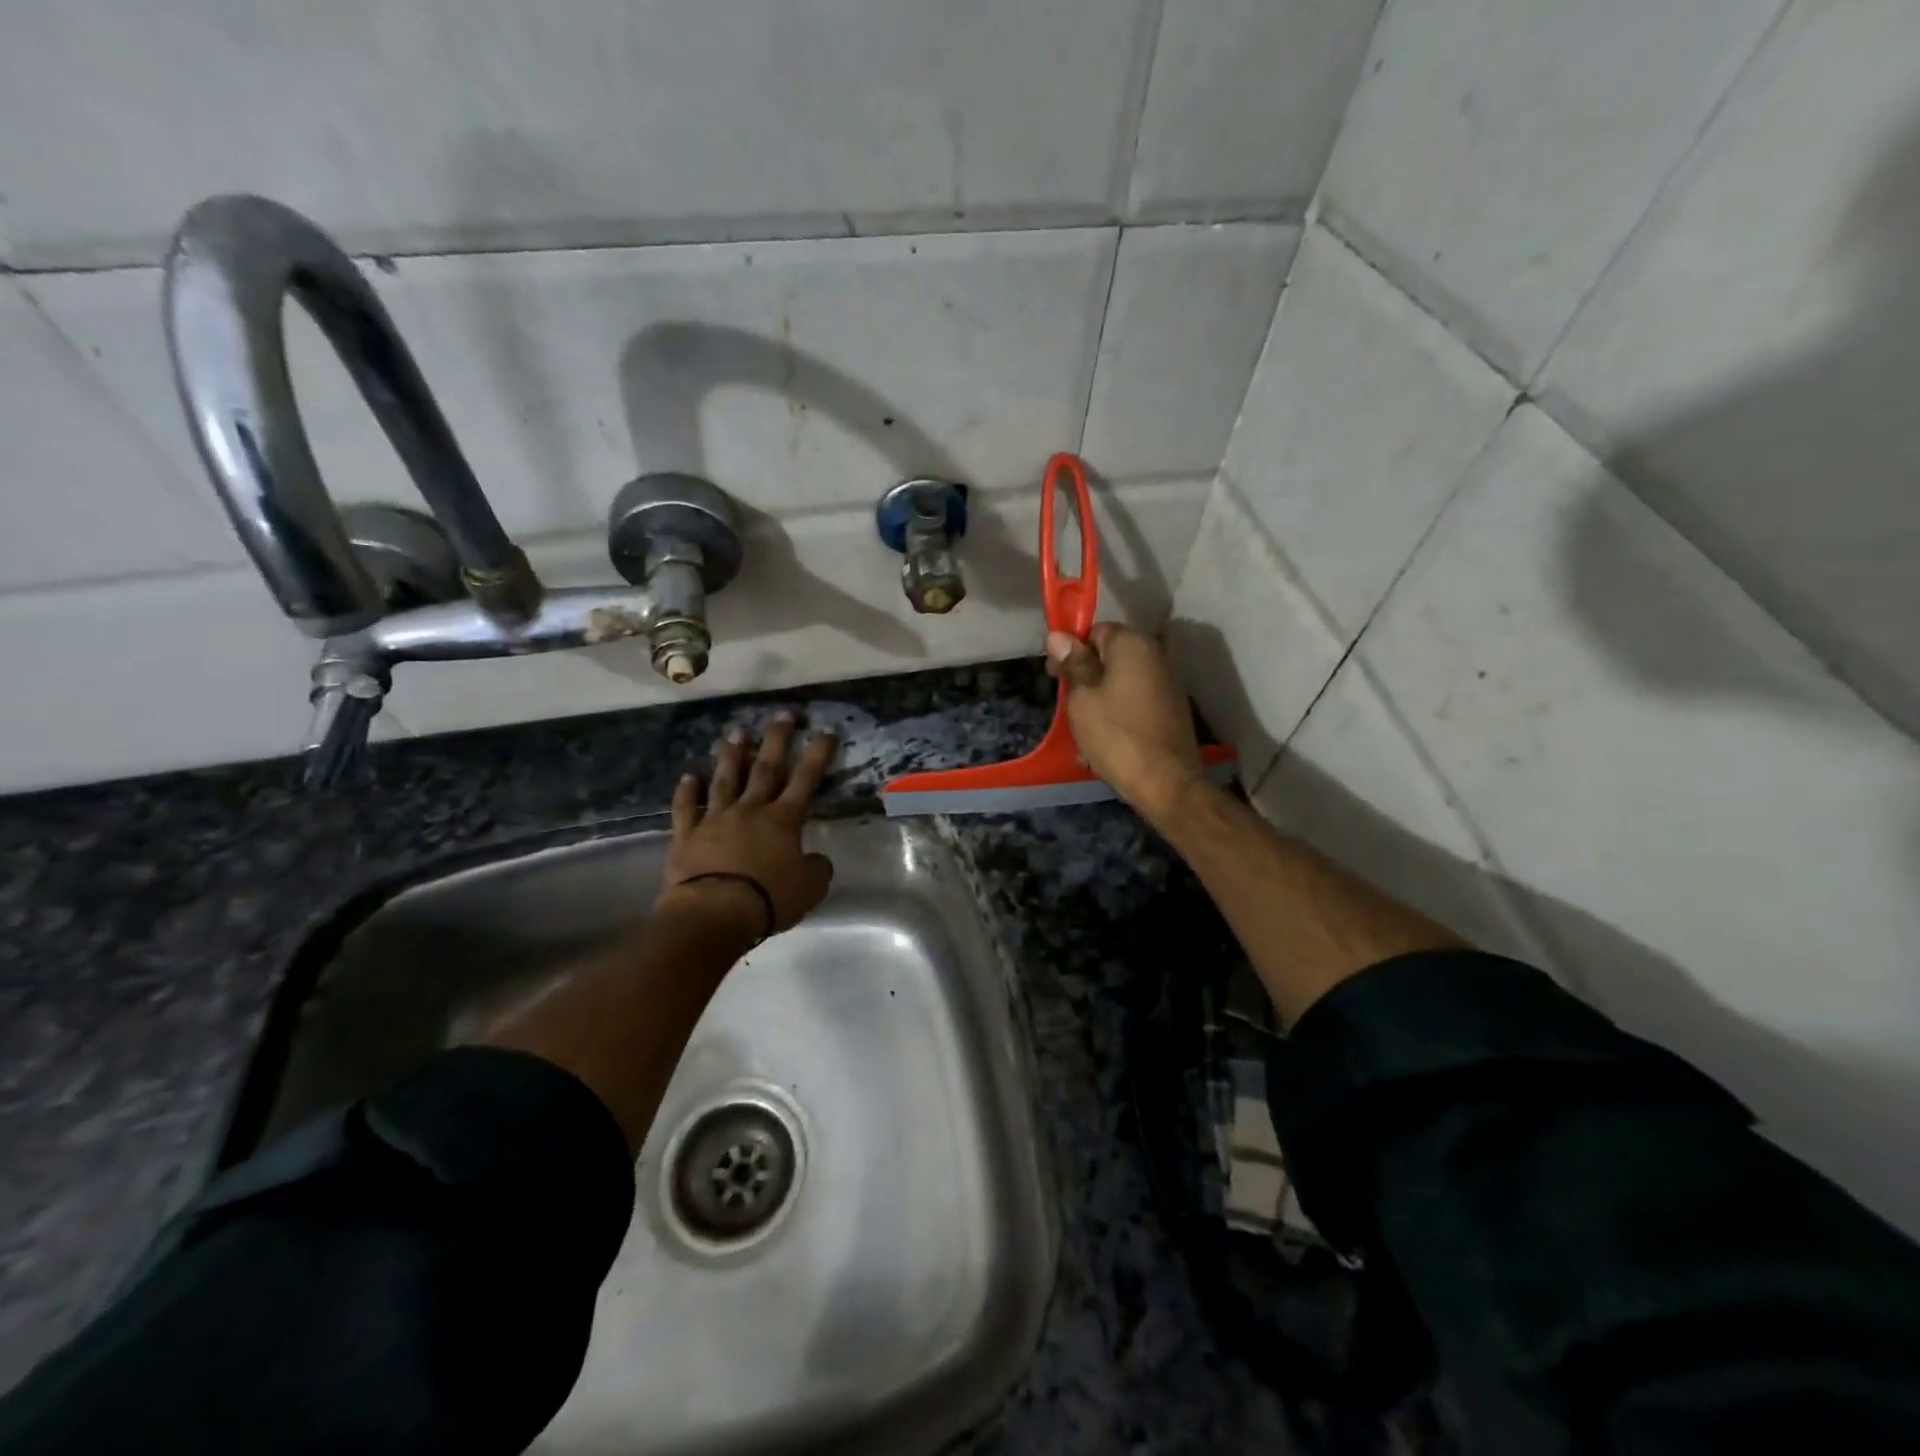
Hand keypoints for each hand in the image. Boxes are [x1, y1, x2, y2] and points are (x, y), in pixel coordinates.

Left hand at [660, 714, 836, 935]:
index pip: (806, 779)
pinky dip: (686, 791)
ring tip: (737, 732)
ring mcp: (716, 819)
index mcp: (783, 820)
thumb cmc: (768, 898)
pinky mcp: (687, 835)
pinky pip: (686, 808)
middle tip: (782, 714)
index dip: (817, 754)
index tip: (825, 730)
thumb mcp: (810, 888)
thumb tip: (816, 859)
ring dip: (732, 755)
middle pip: (765, 768)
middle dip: (776, 740)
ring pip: (725, 780)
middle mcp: (750, 810)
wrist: (714, 912)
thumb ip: (817, 868)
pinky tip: (688, 775)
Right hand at [1046, 623, 1205, 823]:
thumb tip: (1058, 636)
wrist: (1166, 782)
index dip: (1070, 651)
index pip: (1095, 631)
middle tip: (1066, 706)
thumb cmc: (1116, 735)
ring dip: (1100, 699)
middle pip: (1110, 655)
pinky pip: (1136, 700)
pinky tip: (1104, 740)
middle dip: (1086, 676)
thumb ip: (1072, 664)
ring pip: (1122, 681)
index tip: (1054, 676)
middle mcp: (1156, 653)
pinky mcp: (1173, 707)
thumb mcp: (1082, 699)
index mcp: (1133, 643)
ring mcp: (1169, 681)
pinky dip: (1119, 713)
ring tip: (1083, 730)